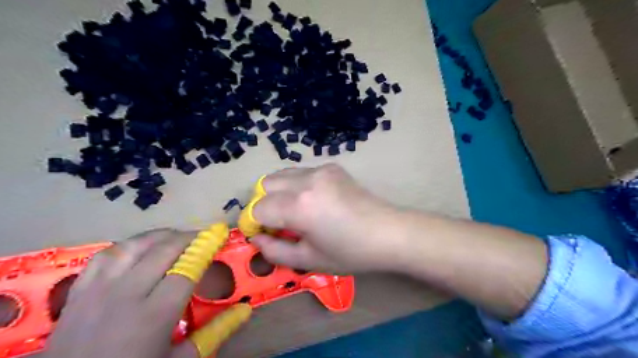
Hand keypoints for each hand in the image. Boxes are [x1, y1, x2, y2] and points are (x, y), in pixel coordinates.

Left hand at [42, 229, 249, 357]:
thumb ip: (214, 333)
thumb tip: (245, 310)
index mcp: (154, 314)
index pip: (187, 268)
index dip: (206, 247)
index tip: (219, 235)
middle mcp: (126, 294)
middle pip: (163, 250)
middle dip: (188, 237)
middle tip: (203, 236)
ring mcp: (98, 290)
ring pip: (133, 246)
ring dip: (159, 236)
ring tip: (175, 237)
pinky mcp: (79, 292)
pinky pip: (105, 255)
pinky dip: (127, 245)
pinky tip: (138, 248)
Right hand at [249, 163, 401, 272]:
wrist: (389, 233)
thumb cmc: (351, 253)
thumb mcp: (309, 260)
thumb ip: (275, 250)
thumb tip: (256, 239)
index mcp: (299, 206)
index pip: (258, 208)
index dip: (255, 224)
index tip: (264, 235)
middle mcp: (306, 181)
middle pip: (265, 185)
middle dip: (264, 204)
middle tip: (279, 223)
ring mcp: (320, 170)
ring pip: (281, 175)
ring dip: (279, 192)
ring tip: (295, 212)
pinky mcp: (332, 167)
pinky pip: (301, 172)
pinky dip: (297, 185)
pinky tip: (315, 201)